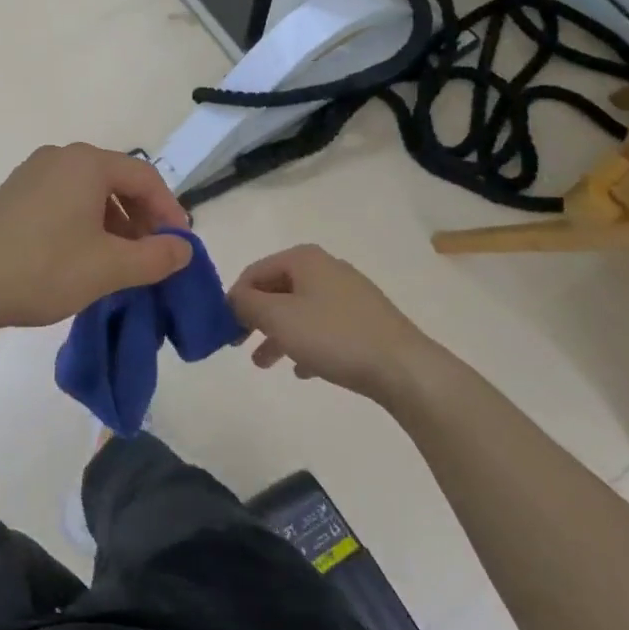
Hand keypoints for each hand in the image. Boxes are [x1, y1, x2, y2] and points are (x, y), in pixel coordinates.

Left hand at [0, 144, 193, 334]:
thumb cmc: (43, 268)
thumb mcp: (109, 268)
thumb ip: (156, 256)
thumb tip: (183, 248)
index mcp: (86, 163)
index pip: (145, 176)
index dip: (169, 210)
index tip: (179, 246)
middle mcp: (60, 157)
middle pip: (117, 181)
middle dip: (141, 218)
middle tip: (152, 255)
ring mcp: (31, 173)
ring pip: (89, 193)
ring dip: (114, 224)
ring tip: (120, 262)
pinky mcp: (13, 194)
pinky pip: (63, 200)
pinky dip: (84, 224)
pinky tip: (83, 258)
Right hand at [228, 244, 438, 404]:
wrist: (404, 368)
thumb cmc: (333, 336)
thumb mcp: (278, 318)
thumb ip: (246, 303)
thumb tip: (233, 297)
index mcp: (304, 259)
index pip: (255, 271)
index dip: (235, 298)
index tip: (224, 328)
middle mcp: (326, 268)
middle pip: (278, 290)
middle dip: (257, 318)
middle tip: (240, 345)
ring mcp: (349, 294)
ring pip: (300, 310)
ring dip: (278, 334)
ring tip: (264, 364)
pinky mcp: (366, 320)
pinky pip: (325, 328)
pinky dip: (307, 344)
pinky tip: (303, 370)